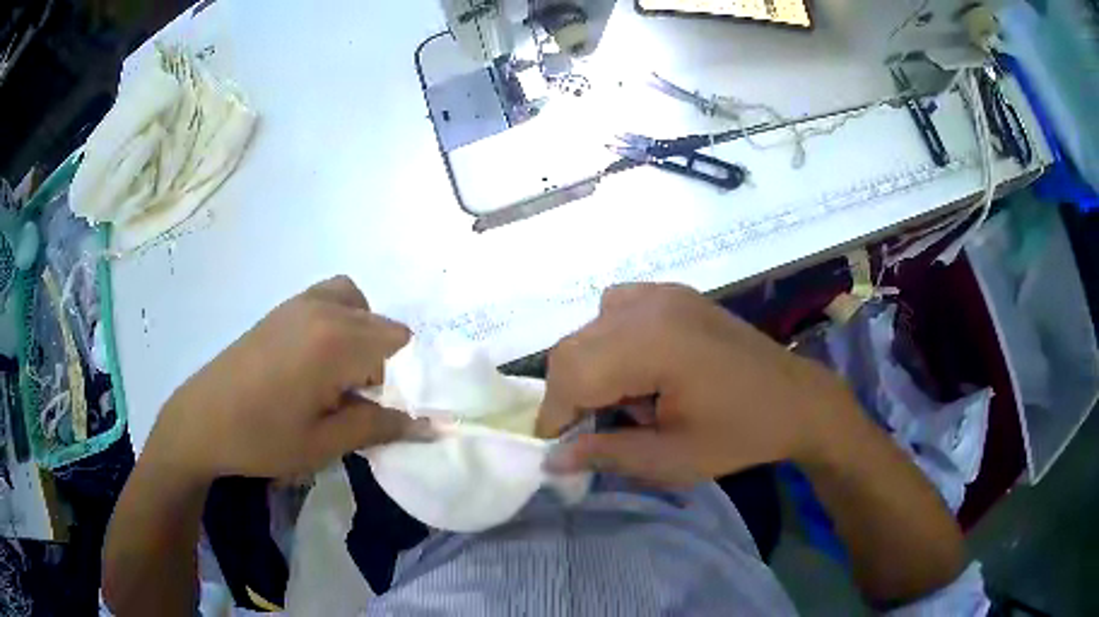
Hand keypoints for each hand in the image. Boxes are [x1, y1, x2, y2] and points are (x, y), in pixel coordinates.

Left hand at [147, 276, 415, 480]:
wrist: (202, 420)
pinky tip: (315, 361)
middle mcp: (323, 310)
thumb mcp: (324, 443)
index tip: (380, 409)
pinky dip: (339, 321)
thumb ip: (378, 427)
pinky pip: (329, 299)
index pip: (398, 342)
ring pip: (356, 304)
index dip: (401, 378)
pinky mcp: (282, 308)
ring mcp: (299, 303)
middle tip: (355, 402)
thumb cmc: (262, 437)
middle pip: (379, 324)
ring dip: (361, 336)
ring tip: (338, 376)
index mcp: (336, 341)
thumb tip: (427, 426)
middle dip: (381, 362)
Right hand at [537, 283, 858, 485]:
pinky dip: (609, 341)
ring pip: (590, 328)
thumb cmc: (740, 434)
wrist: (796, 399)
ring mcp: (663, 293)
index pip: (572, 373)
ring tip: (623, 402)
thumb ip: (605, 453)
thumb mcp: (672, 458)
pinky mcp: (673, 293)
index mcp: (653, 343)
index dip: (555, 413)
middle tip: (591, 430)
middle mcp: (651, 305)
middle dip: (569, 393)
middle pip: (574, 347)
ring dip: (589, 368)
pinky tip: (637, 367)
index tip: (557, 447)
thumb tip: (551, 459)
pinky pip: (616, 310)